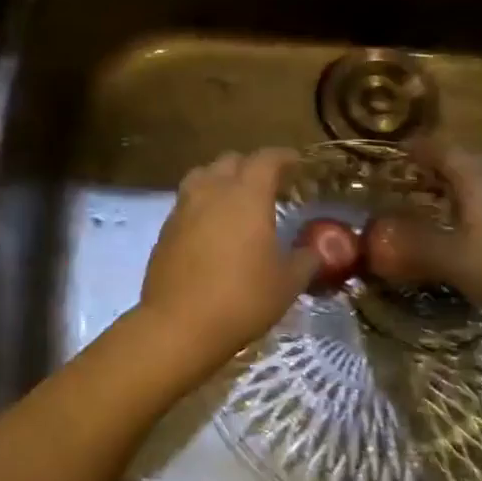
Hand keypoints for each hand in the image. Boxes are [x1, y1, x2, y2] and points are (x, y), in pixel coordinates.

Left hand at [135, 149, 318, 376]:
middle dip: (252, 166)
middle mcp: (212, 190)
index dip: (283, 156)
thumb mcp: (287, 283)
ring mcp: (184, 206)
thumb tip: (315, 250)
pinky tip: (212, 226)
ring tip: (236, 199)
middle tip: (269, 185)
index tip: (296, 162)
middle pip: (231, 160)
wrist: (179, 323)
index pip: (266, 159)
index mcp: (246, 195)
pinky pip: (187, 200)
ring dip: (222, 178)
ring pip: (203, 175)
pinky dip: (203, 202)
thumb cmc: (241, 298)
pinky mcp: (166, 227)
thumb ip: (305, 260)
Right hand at [365, 143, 481, 322]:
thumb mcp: (447, 258)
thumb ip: (412, 242)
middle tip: (419, 180)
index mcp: (477, 176)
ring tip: (449, 199)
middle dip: (442, 165)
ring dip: (467, 179)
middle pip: (467, 157)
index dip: (418, 149)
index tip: (399, 154)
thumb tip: (380, 232)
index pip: (441, 148)